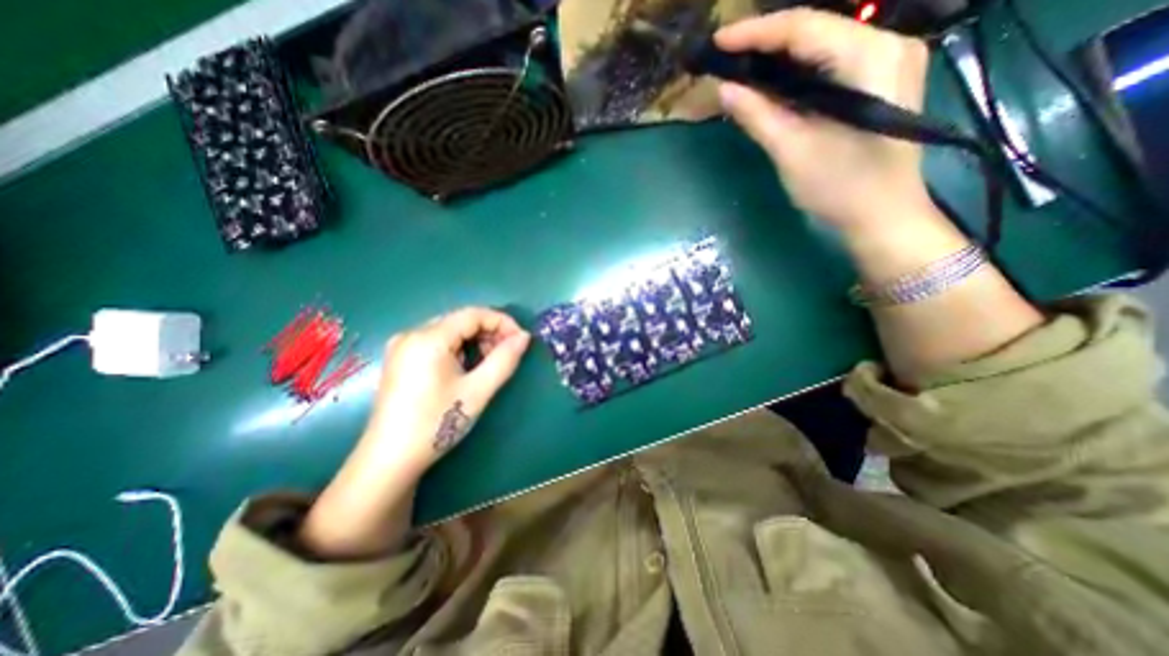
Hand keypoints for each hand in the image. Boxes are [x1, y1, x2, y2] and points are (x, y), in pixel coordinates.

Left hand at [365, 309, 533, 475]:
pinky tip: (466, 369)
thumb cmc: (437, 423)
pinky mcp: (400, 360)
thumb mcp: (478, 390)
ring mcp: (402, 347)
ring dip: (475, 342)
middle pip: (461, 321)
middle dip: (489, 333)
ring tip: (488, 365)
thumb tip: (524, 337)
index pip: (473, 314)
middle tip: (508, 355)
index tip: (521, 341)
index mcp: (428, 338)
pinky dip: (458, 350)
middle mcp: (411, 334)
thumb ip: (505, 359)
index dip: (502, 322)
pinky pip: (437, 343)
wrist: (389, 461)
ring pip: (450, 332)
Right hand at [713, 8, 932, 233]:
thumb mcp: (792, 151)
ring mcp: (888, 60)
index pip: (804, 28)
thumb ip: (758, 115)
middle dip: (766, 41)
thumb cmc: (840, 187)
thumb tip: (724, 88)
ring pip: (823, 44)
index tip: (717, 42)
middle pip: (816, 29)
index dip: (756, 33)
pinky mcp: (881, 80)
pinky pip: (832, 62)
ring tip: (741, 67)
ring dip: (780, 55)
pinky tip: (772, 82)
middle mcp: (887, 44)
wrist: (882, 215)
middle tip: (725, 56)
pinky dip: (798, 70)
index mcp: (869, 58)